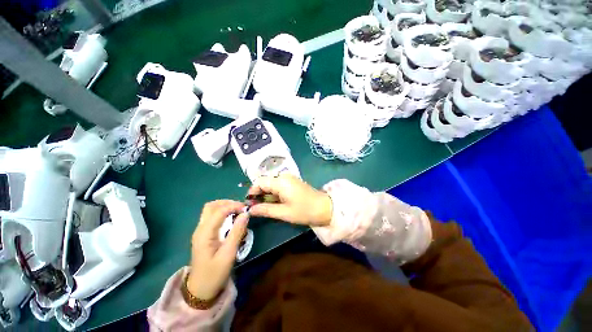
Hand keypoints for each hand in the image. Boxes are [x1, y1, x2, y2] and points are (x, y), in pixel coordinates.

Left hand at [188, 200, 248, 299]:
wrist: (200, 290)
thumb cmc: (214, 274)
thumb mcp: (228, 254)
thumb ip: (237, 232)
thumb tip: (246, 214)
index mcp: (205, 233)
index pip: (219, 210)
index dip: (234, 206)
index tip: (246, 209)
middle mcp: (200, 229)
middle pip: (211, 206)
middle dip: (227, 203)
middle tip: (241, 208)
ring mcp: (200, 231)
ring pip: (211, 210)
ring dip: (225, 206)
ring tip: (238, 211)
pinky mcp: (203, 234)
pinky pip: (212, 217)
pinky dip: (222, 213)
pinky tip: (231, 218)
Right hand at [247, 174, 332, 226]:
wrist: (325, 208)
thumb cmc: (304, 211)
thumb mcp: (284, 212)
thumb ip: (265, 209)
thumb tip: (250, 210)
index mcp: (281, 181)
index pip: (259, 182)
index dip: (252, 192)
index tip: (249, 204)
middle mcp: (284, 177)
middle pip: (265, 182)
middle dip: (258, 194)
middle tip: (256, 209)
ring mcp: (289, 179)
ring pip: (271, 184)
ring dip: (266, 195)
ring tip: (264, 208)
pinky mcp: (292, 182)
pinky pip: (278, 186)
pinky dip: (273, 194)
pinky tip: (274, 203)